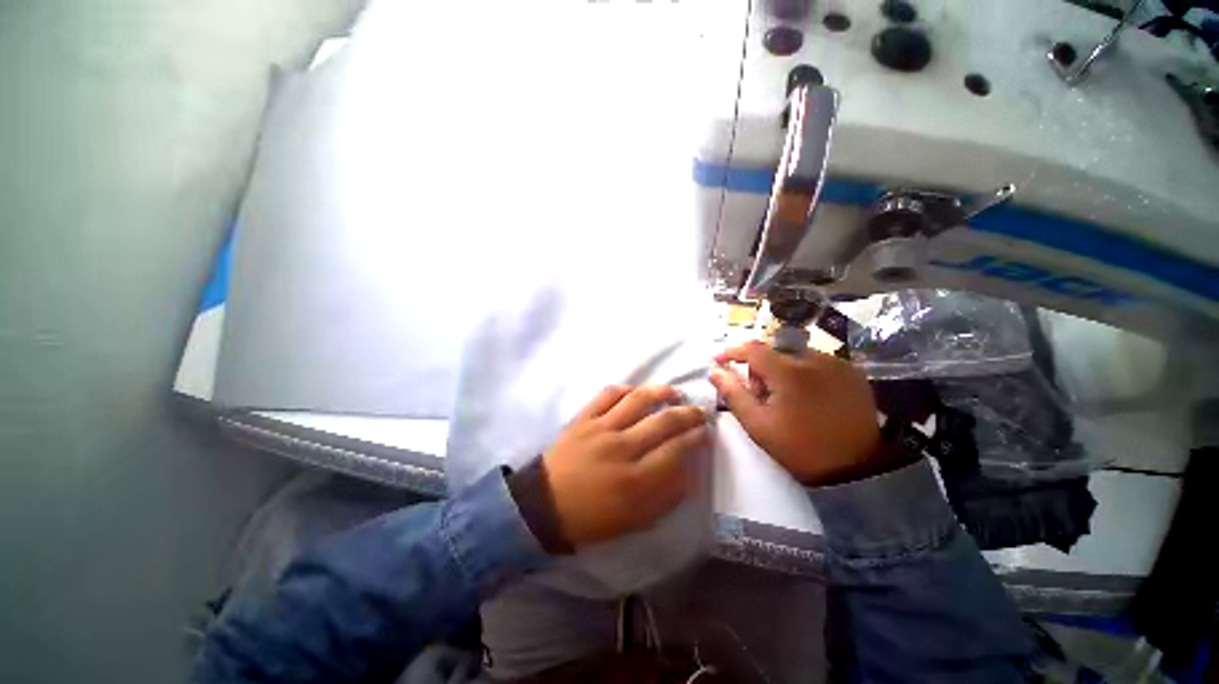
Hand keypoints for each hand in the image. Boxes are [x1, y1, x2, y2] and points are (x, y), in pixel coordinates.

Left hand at [542, 385, 708, 546]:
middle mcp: (622, 447)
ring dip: (661, 392)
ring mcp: (601, 428)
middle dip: (688, 414)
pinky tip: (636, 392)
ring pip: (638, 400)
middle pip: (663, 421)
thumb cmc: (592, 518)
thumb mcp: (634, 520)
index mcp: (635, 480)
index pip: (676, 450)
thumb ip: (665, 497)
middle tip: (699, 411)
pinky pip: (608, 395)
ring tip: (674, 393)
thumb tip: (688, 472)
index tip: (705, 432)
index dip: (696, 438)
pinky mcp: (584, 418)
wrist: (544, 505)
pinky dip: (626, 389)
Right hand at [709, 341, 890, 485]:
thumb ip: (733, 393)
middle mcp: (814, 359)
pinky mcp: (853, 373)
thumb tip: (715, 371)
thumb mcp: (757, 423)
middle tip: (760, 395)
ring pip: (795, 355)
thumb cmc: (798, 447)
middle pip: (773, 352)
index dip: (732, 352)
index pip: (752, 349)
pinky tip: (808, 396)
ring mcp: (837, 364)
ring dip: (782, 370)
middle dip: (760, 368)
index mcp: (788, 372)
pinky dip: (804, 372)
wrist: (853, 468)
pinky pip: (818, 362)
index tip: (720, 361)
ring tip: (786, 398)